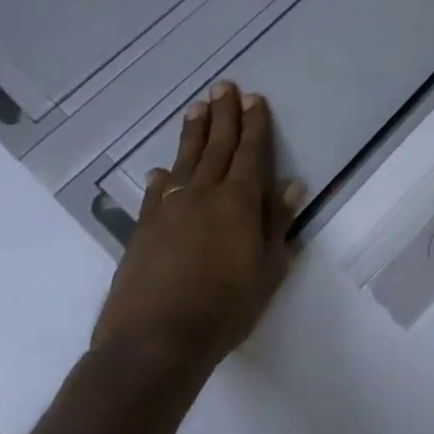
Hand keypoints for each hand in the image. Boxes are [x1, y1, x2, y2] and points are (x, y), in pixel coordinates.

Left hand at [92, 83, 303, 387]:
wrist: (152, 346)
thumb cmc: (224, 309)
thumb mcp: (268, 269)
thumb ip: (277, 222)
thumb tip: (292, 183)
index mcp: (238, 202)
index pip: (250, 152)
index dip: (254, 124)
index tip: (255, 98)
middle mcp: (203, 196)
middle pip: (216, 146)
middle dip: (223, 115)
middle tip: (224, 86)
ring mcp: (168, 213)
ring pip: (184, 162)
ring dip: (192, 133)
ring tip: (196, 108)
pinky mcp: (141, 234)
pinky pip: (154, 196)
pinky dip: (160, 179)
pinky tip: (160, 170)